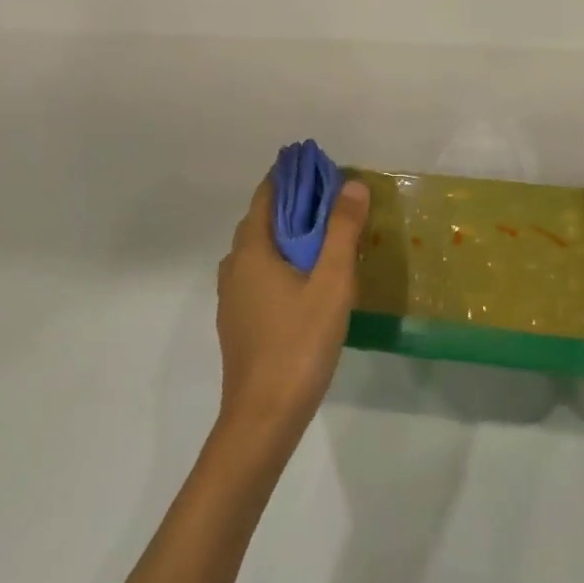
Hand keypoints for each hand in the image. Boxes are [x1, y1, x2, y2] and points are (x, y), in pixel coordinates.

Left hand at [214, 175, 368, 446]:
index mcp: (252, 250)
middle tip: (329, 200)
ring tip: (320, 236)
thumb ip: (342, 230)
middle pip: (261, 221)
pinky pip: (257, 275)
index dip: (290, 176)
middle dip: (290, 204)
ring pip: (258, 251)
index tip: (317, 165)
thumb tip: (351, 184)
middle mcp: (235, 267)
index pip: (267, 195)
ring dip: (284, 235)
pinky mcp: (238, 322)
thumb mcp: (332, 282)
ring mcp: (232, 297)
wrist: (263, 417)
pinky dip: (278, 262)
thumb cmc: (299, 343)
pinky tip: (303, 281)